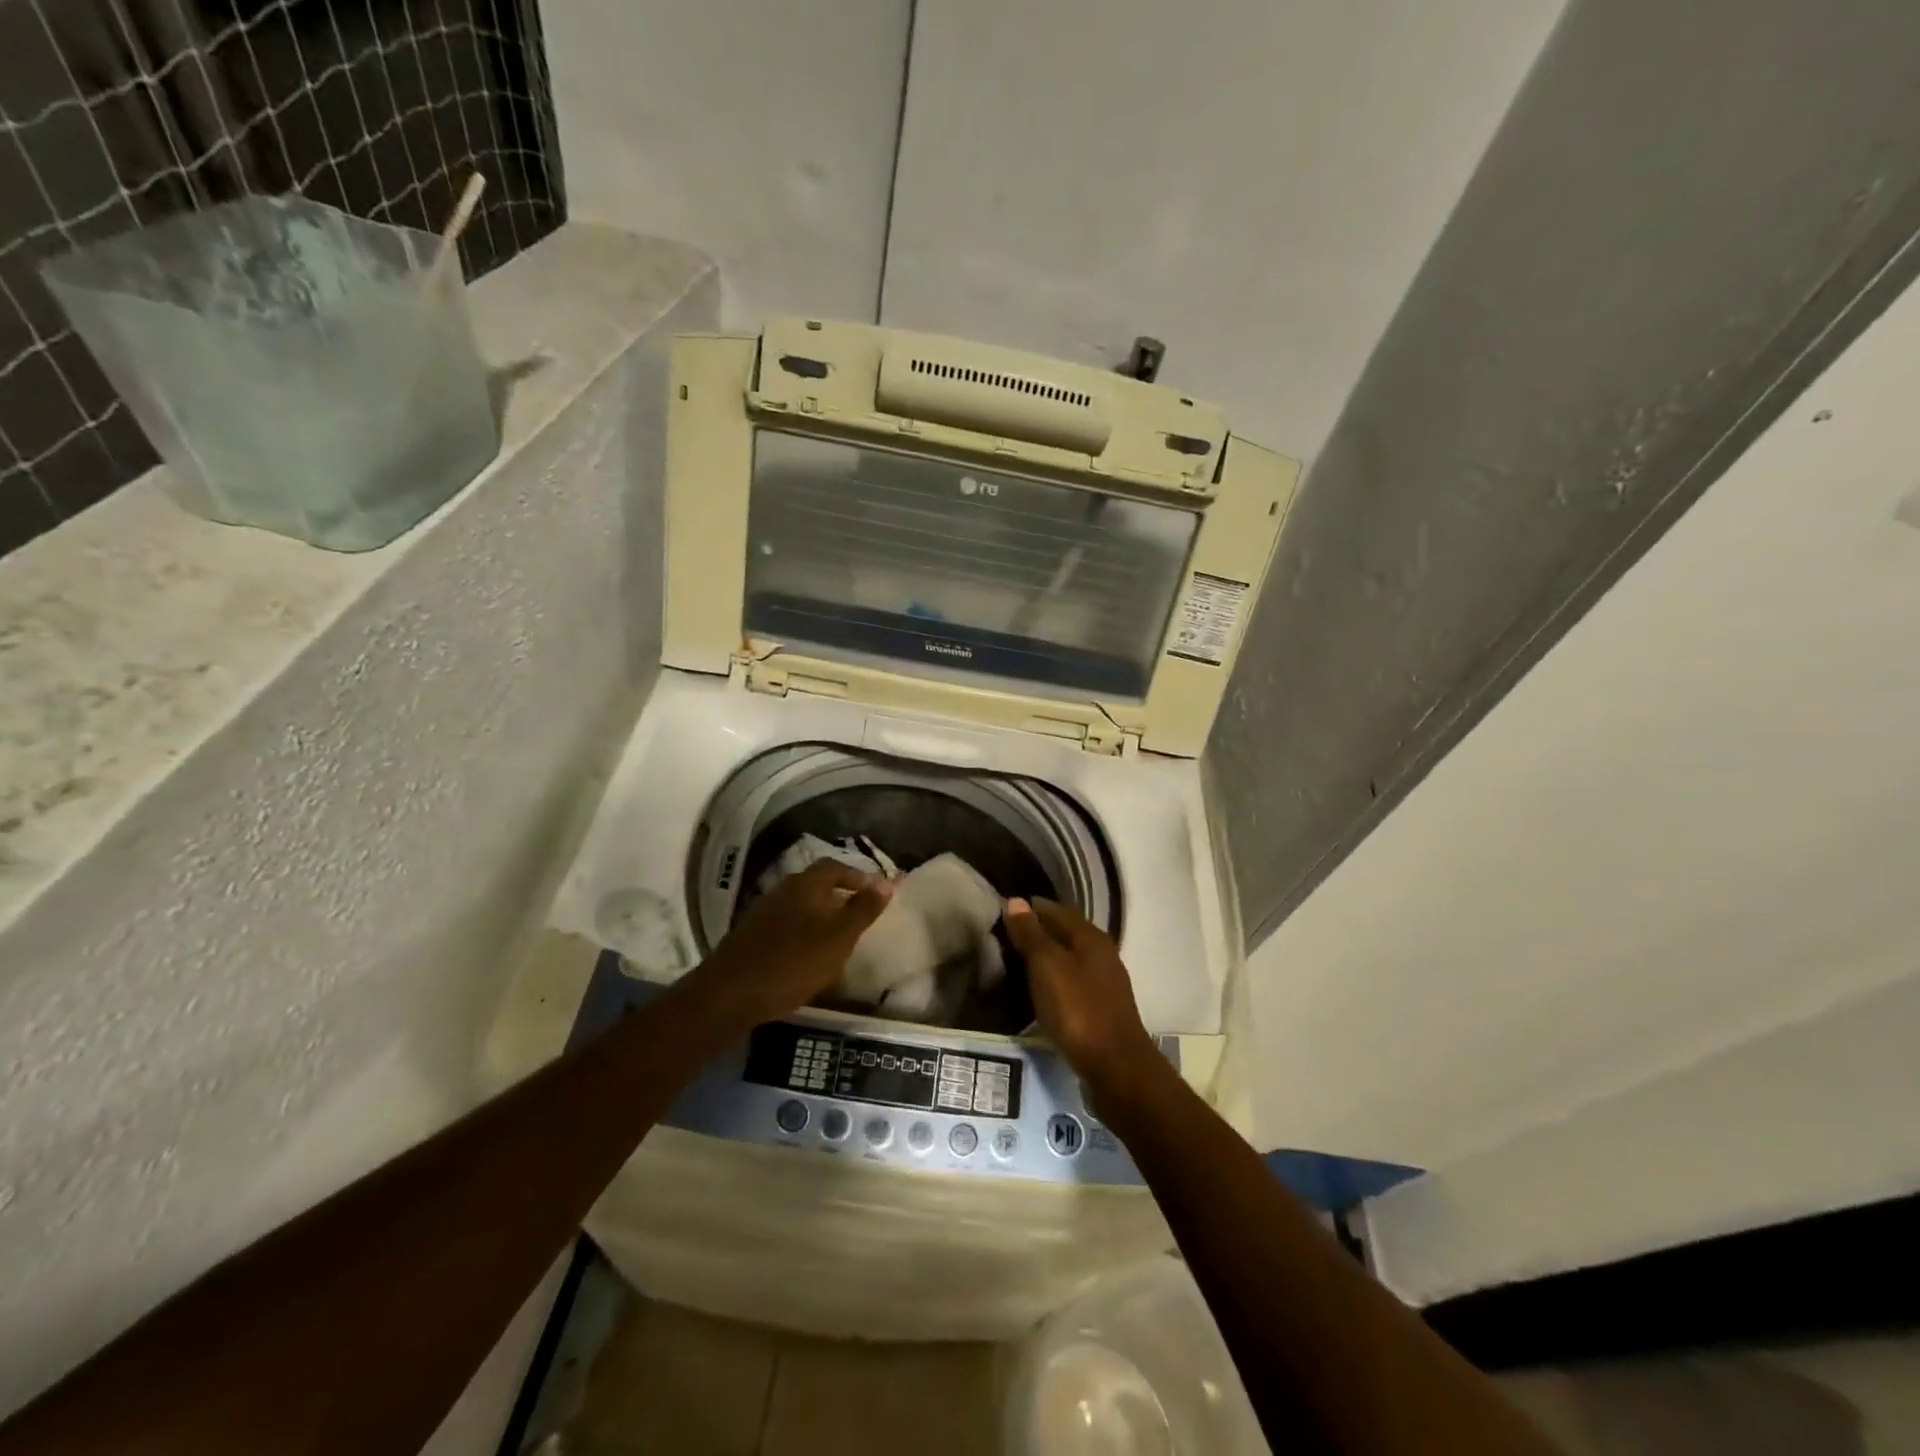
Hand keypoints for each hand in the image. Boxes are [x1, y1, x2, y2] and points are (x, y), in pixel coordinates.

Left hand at [684, 861, 891, 1029]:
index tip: (876, 891)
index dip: (857, 876)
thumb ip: (863, 909)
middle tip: (859, 912)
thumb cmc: (793, 962)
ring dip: (820, 914)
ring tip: (838, 935)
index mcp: (805, 885)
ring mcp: (762, 913)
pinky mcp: (751, 936)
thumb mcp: (839, 937)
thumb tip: (887, 881)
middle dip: (839, 894)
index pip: (835, 866)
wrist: (730, 994)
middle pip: (815, 883)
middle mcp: (782, 890)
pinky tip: (808, 953)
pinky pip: (785, 924)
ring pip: (799, 905)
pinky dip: (802, 931)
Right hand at [1002, 897, 1160, 1097]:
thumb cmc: (1077, 1009)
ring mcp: (1104, 982)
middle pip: (1064, 932)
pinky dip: (1053, 979)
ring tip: (1014, 963)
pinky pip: (1071, 981)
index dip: (1029, 908)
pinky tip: (1037, 990)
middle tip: (1002, 937)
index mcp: (1090, 936)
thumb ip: (1031, 934)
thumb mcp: (1047, 966)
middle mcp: (1101, 953)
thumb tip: (1016, 901)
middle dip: (1036, 931)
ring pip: (1068, 958)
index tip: (1001, 911)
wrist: (1115, 1067)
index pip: (1055, 910)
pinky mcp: (1101, 1007)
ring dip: (1044, 957)